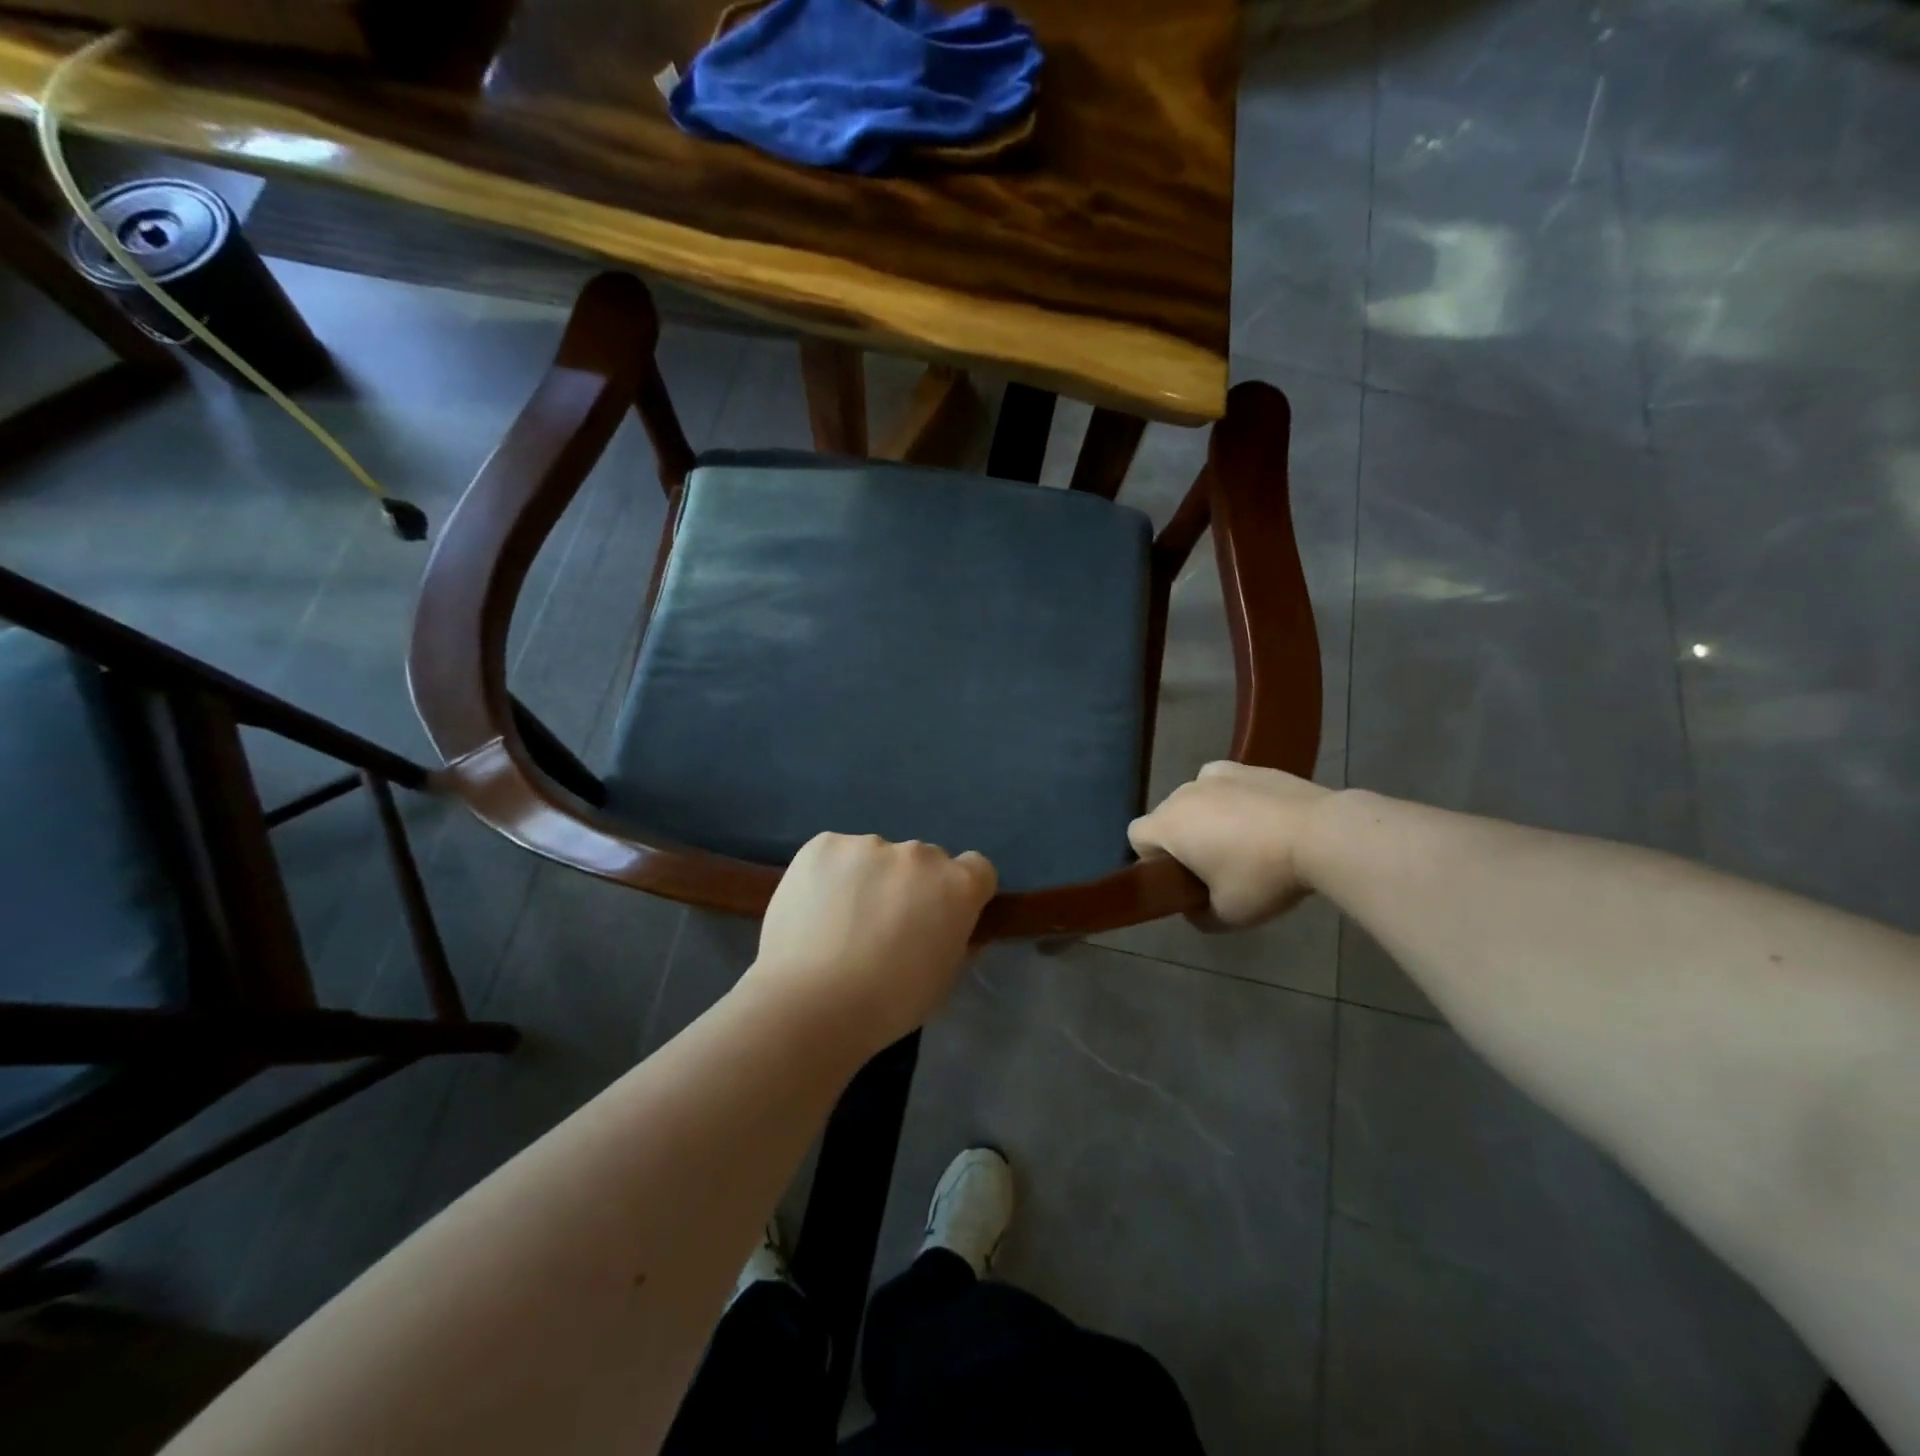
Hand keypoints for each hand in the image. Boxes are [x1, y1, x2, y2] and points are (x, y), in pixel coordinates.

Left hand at [742, 833, 997, 1052]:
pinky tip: (813, 911)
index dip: (960, 891)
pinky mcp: (823, 844)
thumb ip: (956, 941)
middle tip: (884, 925)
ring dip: (868, 878)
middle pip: (924, 861)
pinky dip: (829, 875)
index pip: (976, 868)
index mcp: (957, 885)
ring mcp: (868, 844)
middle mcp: (919, 854)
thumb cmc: (888, 1003)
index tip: (941, 916)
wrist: (810, 1003)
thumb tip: (953, 926)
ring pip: (876, 856)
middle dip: (911, 885)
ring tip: (839, 922)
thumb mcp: (942, 981)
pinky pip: (836, 854)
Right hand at [1128, 762, 1333, 928]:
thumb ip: (1199, 915)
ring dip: (1206, 818)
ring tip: (1244, 841)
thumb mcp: (1228, 915)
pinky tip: (1259, 817)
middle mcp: (1184, 792)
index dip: (1151, 860)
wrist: (1322, 834)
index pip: (1136, 837)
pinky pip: (1224, 783)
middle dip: (1182, 840)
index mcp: (1169, 825)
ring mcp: (1217, 775)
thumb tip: (1193, 907)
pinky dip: (1232, 798)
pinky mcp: (1249, 766)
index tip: (1181, 878)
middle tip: (1216, 867)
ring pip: (1196, 799)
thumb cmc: (1263, 875)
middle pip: (1167, 817)